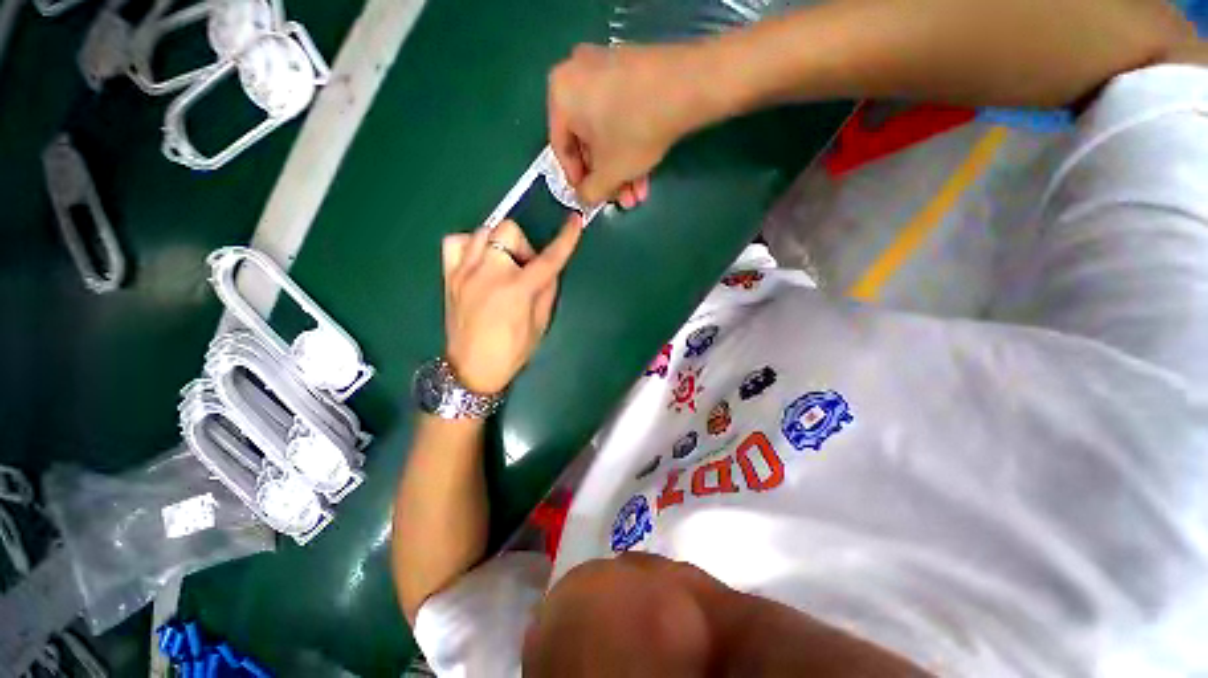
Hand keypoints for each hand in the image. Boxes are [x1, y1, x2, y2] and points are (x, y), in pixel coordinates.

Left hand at [442, 217, 582, 394]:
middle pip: (508, 231)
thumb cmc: (512, 352)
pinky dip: (471, 245)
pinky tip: (479, 261)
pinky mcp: (449, 276)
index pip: (548, 258)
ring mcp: (464, 272)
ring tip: (503, 266)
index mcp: (517, 290)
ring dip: (501, 245)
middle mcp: (489, 273)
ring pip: (484, 231)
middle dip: (523, 247)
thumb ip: (547, 291)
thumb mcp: (540, 324)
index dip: (565, 239)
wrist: (471, 369)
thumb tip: (550, 269)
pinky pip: (456, 241)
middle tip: (525, 270)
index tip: (575, 221)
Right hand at [549, 43, 702, 206]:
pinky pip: (620, 114)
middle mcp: (577, 74)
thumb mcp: (609, 172)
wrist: (687, 85)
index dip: (576, 180)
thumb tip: (583, 199)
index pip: (561, 149)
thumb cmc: (635, 130)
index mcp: (560, 94)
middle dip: (607, 178)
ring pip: (607, 132)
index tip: (590, 198)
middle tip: (620, 200)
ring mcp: (606, 68)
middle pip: (587, 141)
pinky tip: (644, 173)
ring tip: (636, 195)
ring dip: (621, 169)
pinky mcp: (631, 70)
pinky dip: (629, 145)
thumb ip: (590, 192)